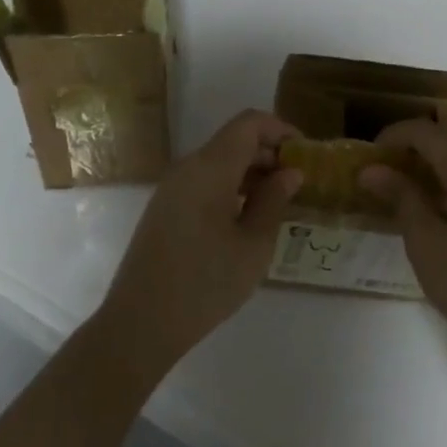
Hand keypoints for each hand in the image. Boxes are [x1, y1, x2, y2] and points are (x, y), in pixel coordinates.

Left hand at [96, 109, 302, 371]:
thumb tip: (289, 172)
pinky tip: (246, 218)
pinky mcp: (164, 208)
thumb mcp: (253, 245)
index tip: (305, 154)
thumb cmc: (206, 283)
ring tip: (278, 203)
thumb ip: (274, 201)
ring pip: (218, 161)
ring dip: (250, 172)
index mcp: (210, 167)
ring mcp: (172, 187)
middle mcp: (188, 167)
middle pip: (233, 140)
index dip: (280, 129)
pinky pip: (203, 181)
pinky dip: (230, 186)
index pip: (249, 123)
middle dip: (268, 153)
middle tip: (298, 183)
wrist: (140, 323)